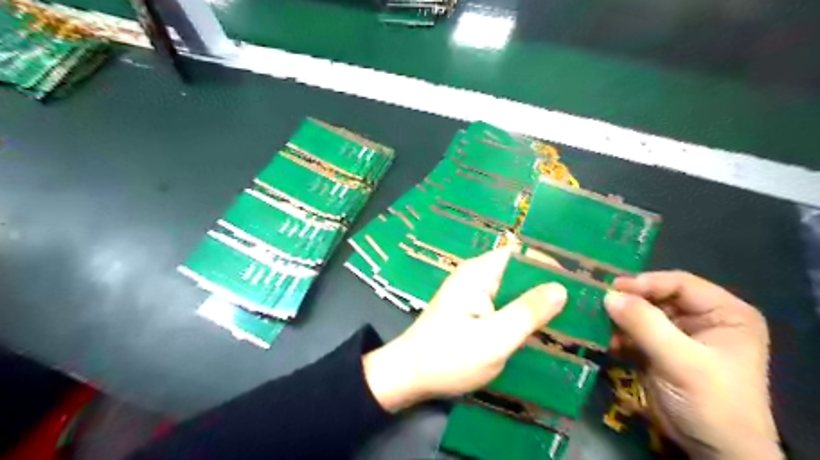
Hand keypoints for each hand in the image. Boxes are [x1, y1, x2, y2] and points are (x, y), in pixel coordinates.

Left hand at [361, 249, 566, 412]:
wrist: (410, 376)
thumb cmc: (448, 357)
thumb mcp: (493, 339)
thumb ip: (527, 313)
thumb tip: (562, 288)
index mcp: (479, 273)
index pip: (521, 254)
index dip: (550, 264)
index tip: (580, 282)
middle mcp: (476, 276)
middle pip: (519, 271)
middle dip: (548, 285)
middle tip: (583, 304)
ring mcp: (474, 293)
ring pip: (514, 289)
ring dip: (538, 301)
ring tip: (573, 316)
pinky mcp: (474, 310)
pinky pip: (505, 304)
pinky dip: (523, 313)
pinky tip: (544, 329)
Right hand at [605, 272, 784, 457]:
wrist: (714, 452)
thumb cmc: (712, 402)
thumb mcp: (682, 361)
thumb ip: (645, 325)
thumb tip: (608, 295)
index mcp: (724, 313)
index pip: (680, 283)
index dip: (646, 283)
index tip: (613, 288)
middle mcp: (702, 318)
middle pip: (657, 297)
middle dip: (628, 302)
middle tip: (598, 303)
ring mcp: (679, 335)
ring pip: (642, 314)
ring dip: (620, 319)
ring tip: (598, 322)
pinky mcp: (660, 350)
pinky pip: (634, 332)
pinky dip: (619, 335)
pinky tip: (606, 340)